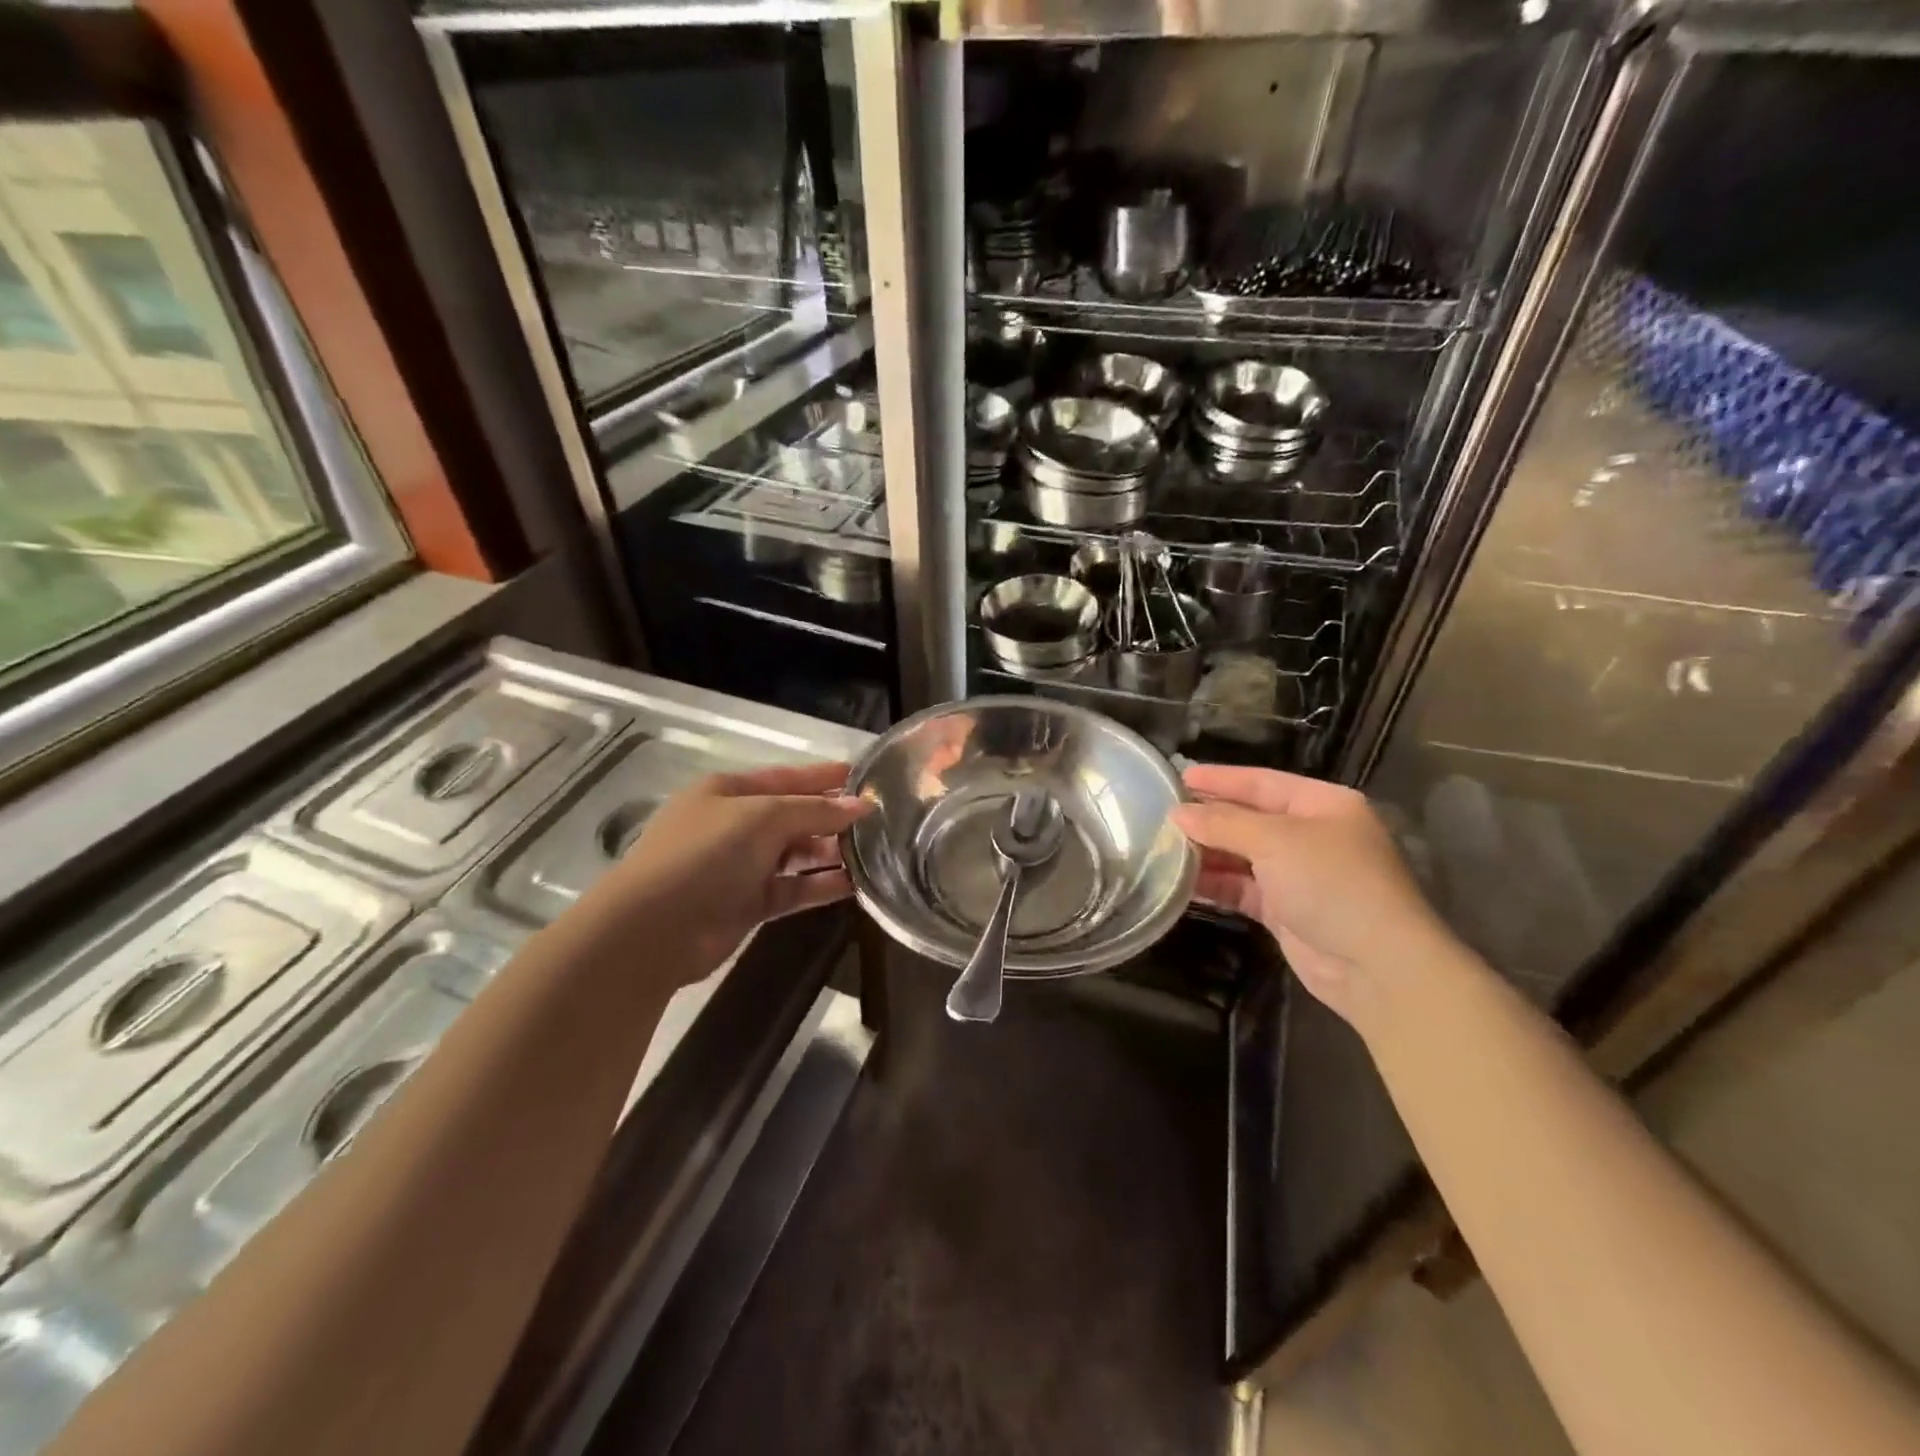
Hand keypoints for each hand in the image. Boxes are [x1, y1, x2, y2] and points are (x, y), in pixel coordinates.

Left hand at [592, 762, 871, 979]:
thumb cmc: (705, 854)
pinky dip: (820, 885)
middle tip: (878, 820)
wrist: (654, 929)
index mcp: (728, 792)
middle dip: (832, 817)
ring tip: (874, 852)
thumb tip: (861, 806)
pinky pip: (793, 888)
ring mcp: (740, 866)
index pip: (785, 778)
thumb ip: (815, 810)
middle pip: (793, 816)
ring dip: (830, 852)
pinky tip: (854, 884)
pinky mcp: (748, 904)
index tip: (864, 776)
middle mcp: (734, 825)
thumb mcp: (762, 817)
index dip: (823, 777)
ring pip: (796, 854)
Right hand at [1172, 764, 1451, 1023]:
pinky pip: (1242, 888)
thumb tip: (1178, 814)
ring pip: (1242, 855)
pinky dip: (1215, 884)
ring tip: (1162, 846)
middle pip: (1249, 818)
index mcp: (1322, 805)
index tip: (1178, 776)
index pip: (1262, 782)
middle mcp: (1312, 835)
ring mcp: (1299, 875)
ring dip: (1206, 852)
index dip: (1220, 779)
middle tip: (1161, 813)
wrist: (1377, 966)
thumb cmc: (1332, 883)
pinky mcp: (1286, 910)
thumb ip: (1223, 824)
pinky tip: (1181, 880)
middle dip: (1208, 817)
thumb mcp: (1275, 841)